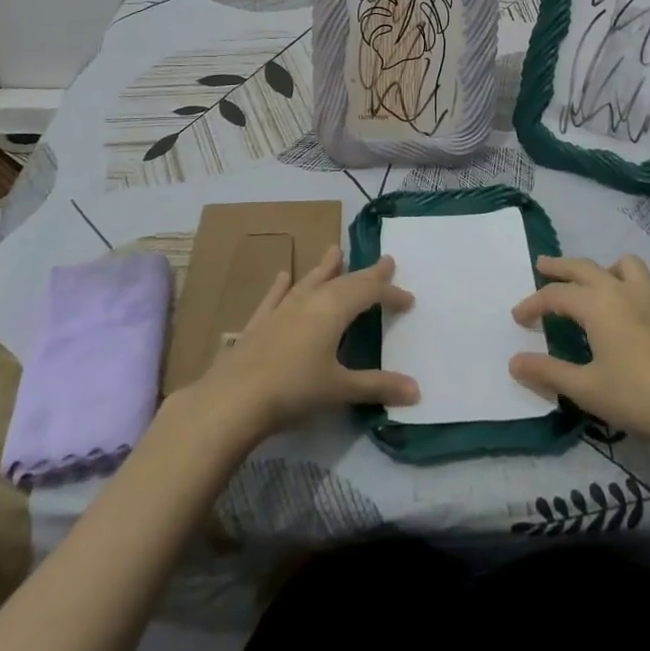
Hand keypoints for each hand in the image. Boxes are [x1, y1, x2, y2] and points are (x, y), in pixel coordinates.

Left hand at [182, 246, 417, 444]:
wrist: (233, 400)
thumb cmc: (294, 390)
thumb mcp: (340, 390)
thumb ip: (377, 386)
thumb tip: (416, 391)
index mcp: (334, 309)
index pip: (370, 293)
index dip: (391, 294)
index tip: (408, 300)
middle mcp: (310, 300)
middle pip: (344, 281)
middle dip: (367, 274)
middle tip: (385, 261)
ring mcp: (282, 309)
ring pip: (310, 282)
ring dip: (325, 268)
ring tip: (335, 250)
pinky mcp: (259, 323)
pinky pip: (275, 298)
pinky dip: (282, 287)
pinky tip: (283, 276)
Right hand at [510, 255, 649, 450]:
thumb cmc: (637, 396)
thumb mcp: (586, 389)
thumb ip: (548, 372)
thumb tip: (514, 361)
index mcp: (597, 304)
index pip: (556, 295)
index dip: (533, 304)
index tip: (518, 317)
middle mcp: (622, 291)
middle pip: (585, 267)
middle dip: (560, 266)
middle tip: (542, 265)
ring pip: (623, 266)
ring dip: (603, 268)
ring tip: (593, 283)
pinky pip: (647, 285)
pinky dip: (632, 286)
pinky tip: (631, 308)